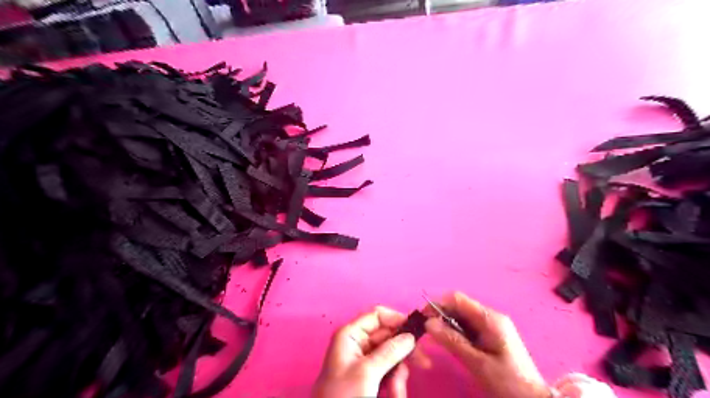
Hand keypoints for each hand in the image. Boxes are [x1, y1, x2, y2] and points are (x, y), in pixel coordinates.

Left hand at [311, 307, 416, 396]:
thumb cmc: (344, 396)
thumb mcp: (367, 373)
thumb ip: (389, 352)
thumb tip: (410, 337)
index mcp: (351, 334)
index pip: (377, 316)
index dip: (397, 320)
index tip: (417, 333)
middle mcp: (357, 343)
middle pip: (388, 336)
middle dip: (403, 352)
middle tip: (423, 363)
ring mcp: (363, 360)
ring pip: (391, 356)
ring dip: (399, 373)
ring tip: (396, 392)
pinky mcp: (369, 376)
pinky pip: (388, 371)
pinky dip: (394, 382)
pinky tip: (393, 395)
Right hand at [427, 293, 547, 397]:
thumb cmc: (507, 381)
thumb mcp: (477, 363)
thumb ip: (452, 340)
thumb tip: (428, 323)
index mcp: (490, 318)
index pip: (458, 299)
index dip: (438, 303)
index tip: (423, 316)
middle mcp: (490, 317)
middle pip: (459, 306)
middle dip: (441, 314)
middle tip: (427, 330)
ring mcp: (491, 326)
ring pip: (462, 316)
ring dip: (447, 324)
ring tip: (437, 338)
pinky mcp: (490, 335)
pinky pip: (468, 327)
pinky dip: (456, 331)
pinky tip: (451, 343)